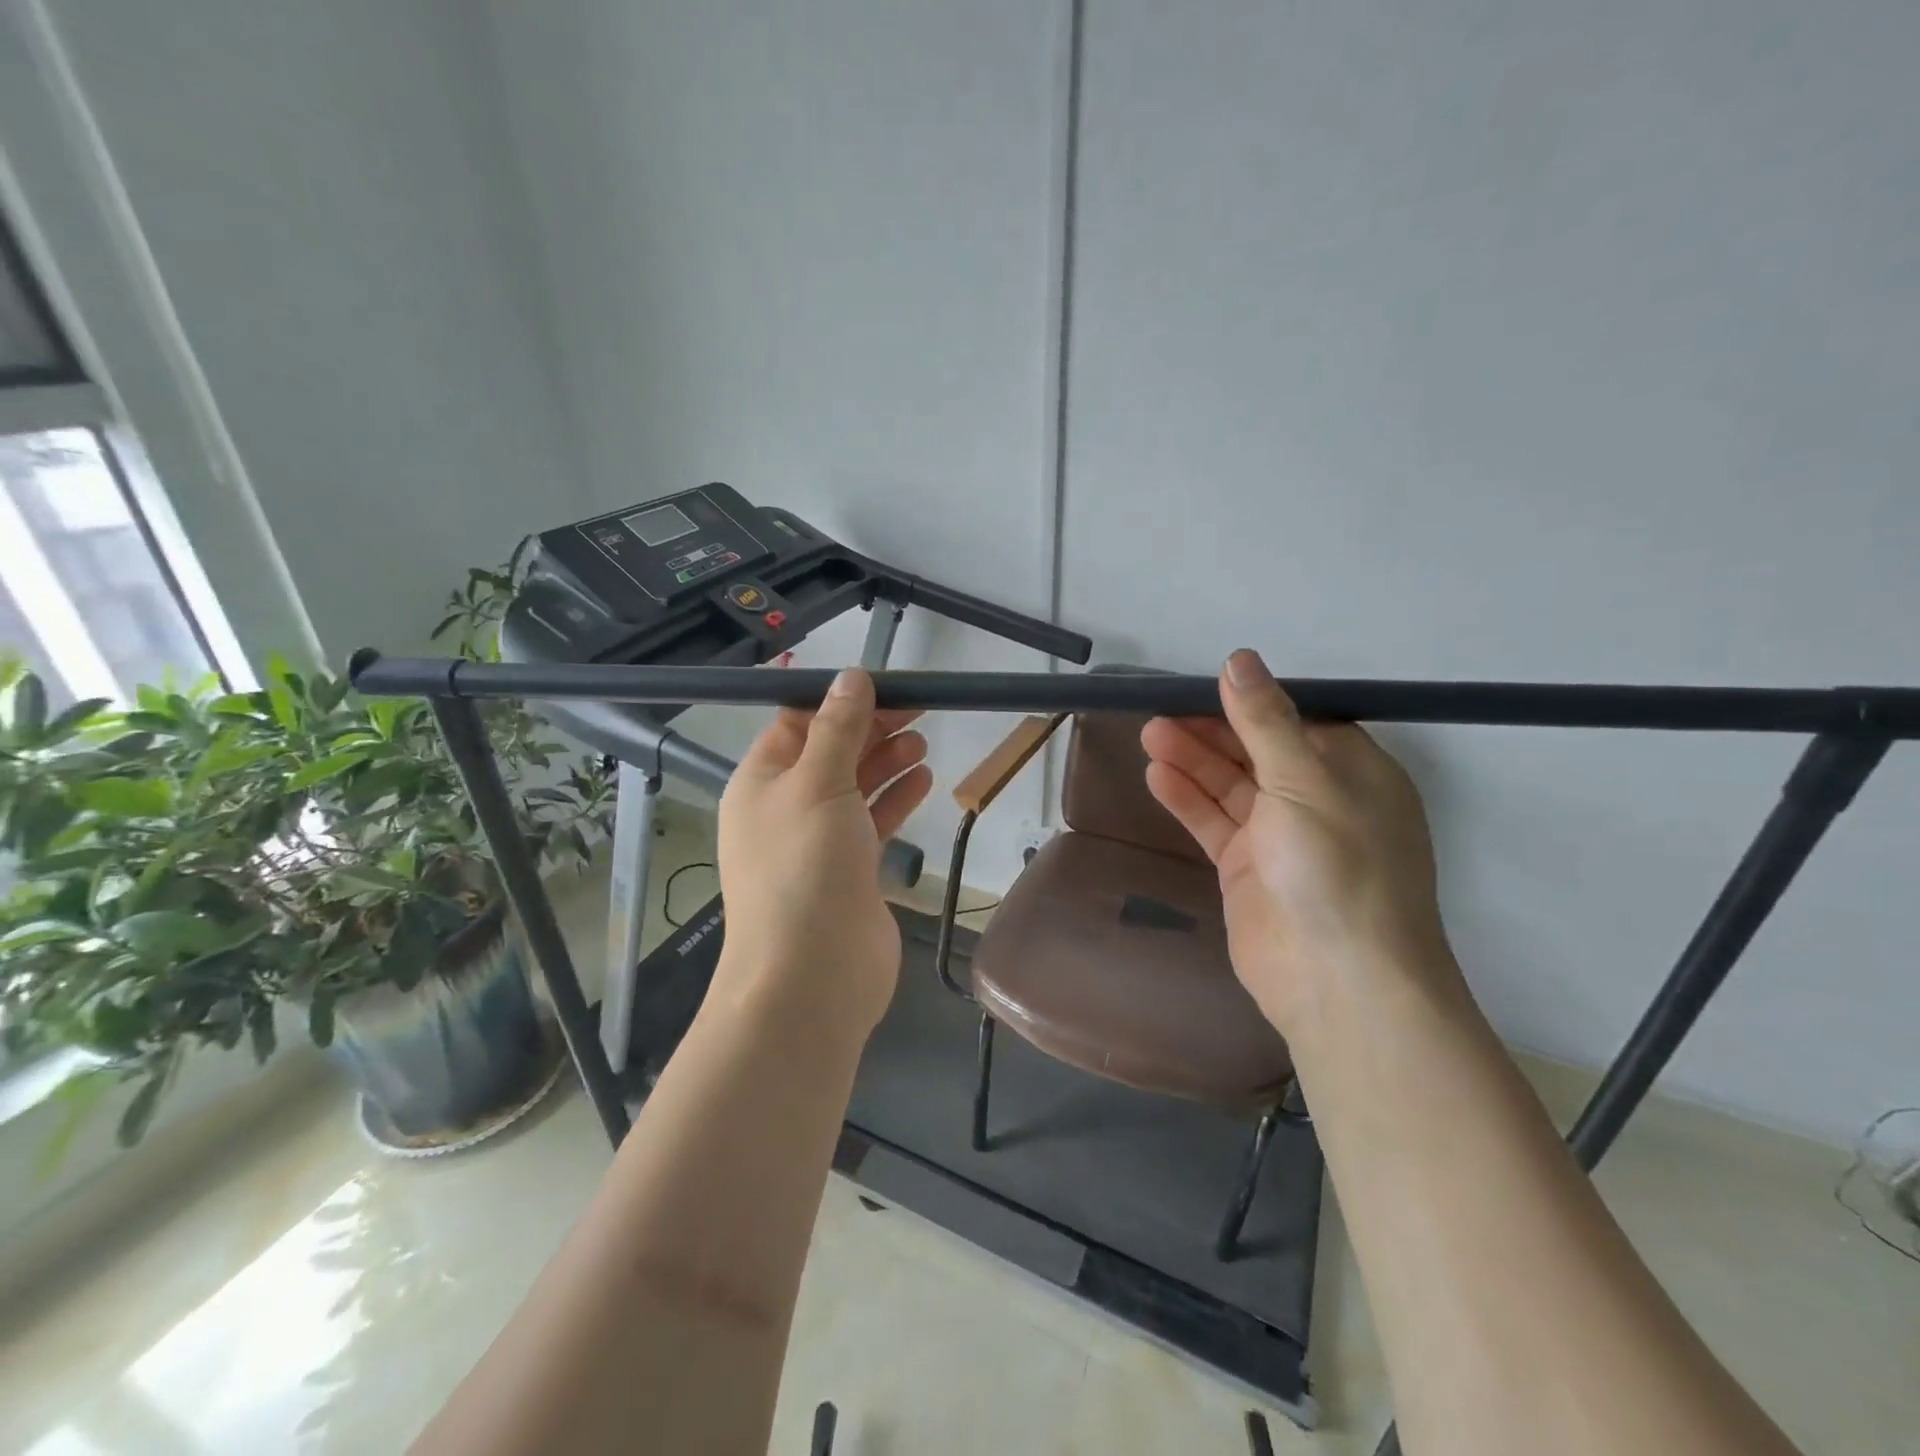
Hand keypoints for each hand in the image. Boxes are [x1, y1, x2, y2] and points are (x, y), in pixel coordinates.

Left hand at [712, 670, 932, 1038]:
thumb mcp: (818, 783)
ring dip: (886, 761)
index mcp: (761, 781)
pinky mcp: (849, 871)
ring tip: (922, 743)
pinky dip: (895, 799)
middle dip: (870, 729)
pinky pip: (871, 822)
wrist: (811, 975)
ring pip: (854, 787)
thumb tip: (850, 677)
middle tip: (917, 709)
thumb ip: (837, 728)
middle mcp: (784, 808)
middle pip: (830, 752)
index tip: (884, 685)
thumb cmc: (805, 866)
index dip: (838, 701)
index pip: (796, 723)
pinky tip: (923, 781)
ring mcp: (817, 842)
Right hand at [1142, 649, 1456, 1038]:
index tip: (1201, 684)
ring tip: (1149, 735)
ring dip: (1193, 759)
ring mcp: (1280, 837)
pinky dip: (1187, 799)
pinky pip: (1214, 822)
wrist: (1339, 980)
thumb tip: (1239, 659)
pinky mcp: (1247, 868)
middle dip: (1211, 729)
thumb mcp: (1305, 780)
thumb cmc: (1337, 867)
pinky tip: (1157, 776)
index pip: (1295, 719)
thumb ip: (1265, 721)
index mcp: (1350, 770)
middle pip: (1256, 750)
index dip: (1249, 701)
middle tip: (1159, 711)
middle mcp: (1317, 799)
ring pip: (1230, 785)